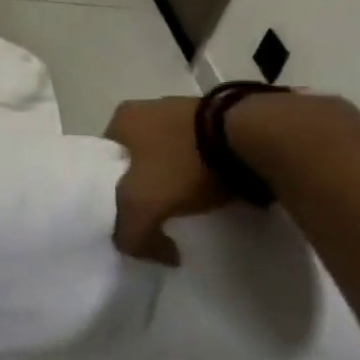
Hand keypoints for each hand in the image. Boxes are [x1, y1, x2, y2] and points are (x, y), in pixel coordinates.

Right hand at [103, 97, 227, 266]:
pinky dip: (206, 169)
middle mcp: (148, 107)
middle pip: (139, 156)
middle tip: (161, 211)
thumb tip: (148, 252)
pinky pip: (203, 150)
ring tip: (193, 203)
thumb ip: (130, 232)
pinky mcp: (220, 117)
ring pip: (172, 152)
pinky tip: (218, 188)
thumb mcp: (143, 203)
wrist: (254, 137)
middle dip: (148, 182)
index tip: (131, 213)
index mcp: (121, 119)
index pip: (105, 160)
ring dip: (179, 174)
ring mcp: (186, 109)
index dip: (113, 189)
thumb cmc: (185, 162)